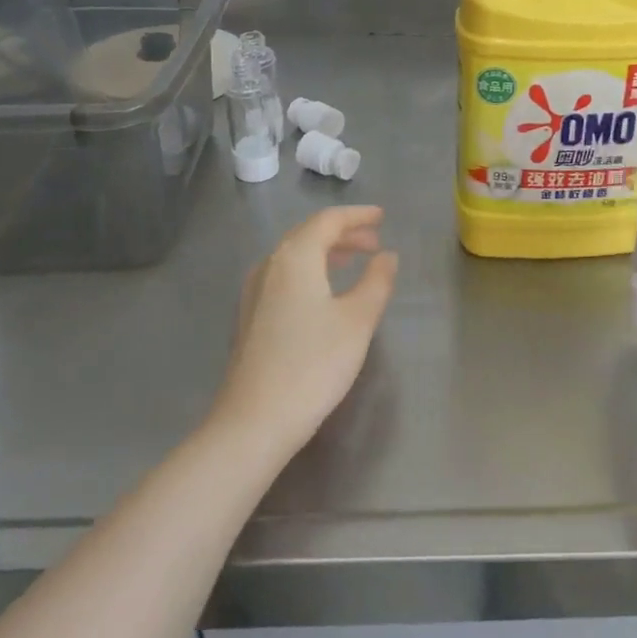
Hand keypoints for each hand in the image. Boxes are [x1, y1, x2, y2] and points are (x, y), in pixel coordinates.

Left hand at [211, 206, 398, 456]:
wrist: (254, 421)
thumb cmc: (313, 364)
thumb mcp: (358, 320)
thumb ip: (377, 281)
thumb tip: (387, 256)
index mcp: (295, 257)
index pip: (328, 221)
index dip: (357, 216)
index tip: (382, 217)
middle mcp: (269, 265)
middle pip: (308, 235)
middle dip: (343, 233)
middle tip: (374, 242)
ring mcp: (253, 292)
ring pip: (293, 257)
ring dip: (325, 253)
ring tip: (353, 262)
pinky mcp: (249, 317)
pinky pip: (283, 277)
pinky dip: (309, 272)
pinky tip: (323, 293)